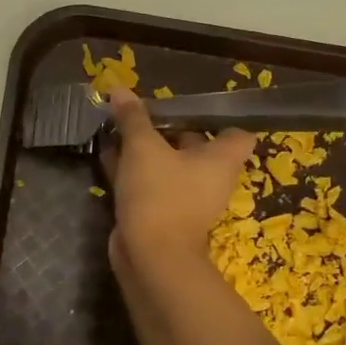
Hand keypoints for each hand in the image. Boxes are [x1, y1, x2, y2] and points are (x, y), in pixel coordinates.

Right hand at [99, 90, 278, 344]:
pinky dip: (132, 171)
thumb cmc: (160, 194)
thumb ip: (133, 117)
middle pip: (196, 146)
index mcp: (221, 160)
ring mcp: (186, 199)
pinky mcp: (162, 214)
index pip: (239, 134)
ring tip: (118, 129)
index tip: (191, 107)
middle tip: (142, 113)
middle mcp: (210, 179)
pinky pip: (149, 184)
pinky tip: (106, 155)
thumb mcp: (143, 147)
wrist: (150, 256)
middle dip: (169, 129)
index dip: (220, 119)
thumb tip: (119, 88)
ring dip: (146, 151)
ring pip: (167, 166)